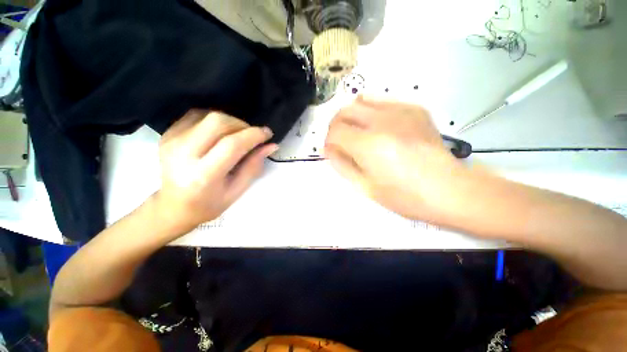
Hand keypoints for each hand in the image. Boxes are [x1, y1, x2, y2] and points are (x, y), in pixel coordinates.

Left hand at [154, 110, 277, 232]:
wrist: (173, 207)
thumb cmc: (209, 204)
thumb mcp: (237, 190)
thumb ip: (254, 166)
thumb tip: (271, 146)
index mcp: (203, 175)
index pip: (232, 145)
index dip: (254, 135)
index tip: (268, 134)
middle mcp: (183, 154)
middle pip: (218, 122)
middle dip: (242, 125)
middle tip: (251, 136)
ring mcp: (172, 141)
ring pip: (208, 115)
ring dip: (230, 122)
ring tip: (237, 136)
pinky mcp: (168, 134)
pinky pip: (196, 115)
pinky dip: (214, 121)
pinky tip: (220, 134)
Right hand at [324, 96, 466, 221]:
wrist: (449, 190)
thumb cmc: (404, 196)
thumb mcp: (365, 187)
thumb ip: (342, 165)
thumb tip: (328, 149)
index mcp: (369, 145)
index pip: (335, 131)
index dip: (329, 140)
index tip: (332, 150)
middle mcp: (383, 122)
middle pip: (345, 111)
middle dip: (336, 125)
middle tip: (340, 140)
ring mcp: (401, 111)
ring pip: (362, 101)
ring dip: (351, 116)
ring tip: (356, 131)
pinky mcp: (414, 109)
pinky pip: (382, 101)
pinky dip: (370, 110)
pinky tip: (376, 126)